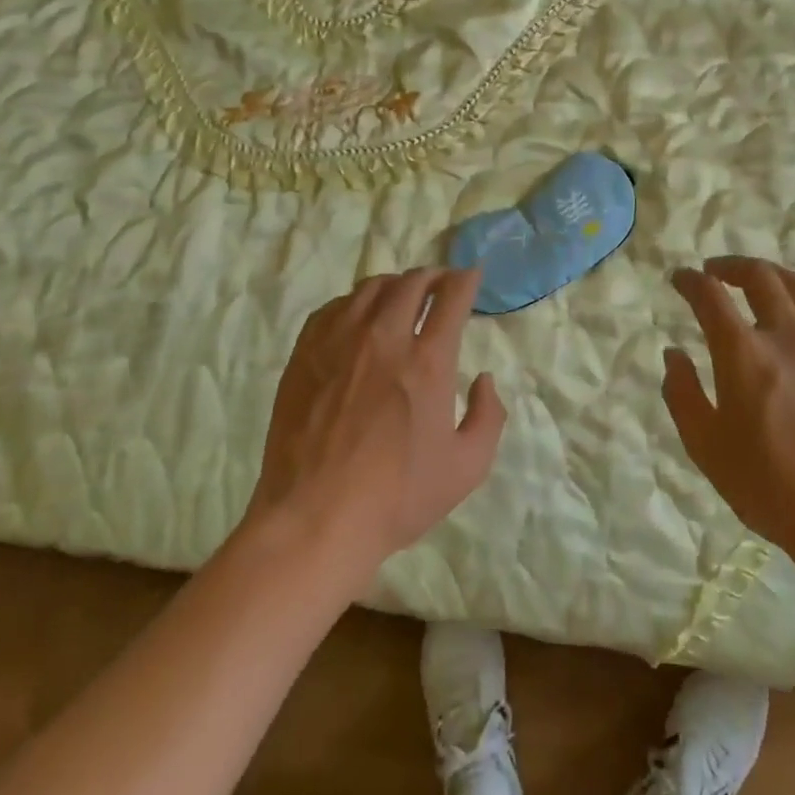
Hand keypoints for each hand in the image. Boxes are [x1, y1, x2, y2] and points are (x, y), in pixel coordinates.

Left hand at [247, 269, 505, 587]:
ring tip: (401, 295)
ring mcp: (340, 341)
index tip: (471, 275)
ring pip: (371, 288)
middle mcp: (385, 338)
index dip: (465, 279)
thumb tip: (485, 380)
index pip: (451, 297)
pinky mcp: (306, 352)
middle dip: (433, 276)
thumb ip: (488, 417)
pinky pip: (334, 306)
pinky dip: (355, 301)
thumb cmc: (396, 498)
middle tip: (440, 283)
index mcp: (427, 361)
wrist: (315, 519)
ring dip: (395, 284)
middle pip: (411, 283)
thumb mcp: (466, 468)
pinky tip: (358, 315)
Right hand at [663, 257, 794, 570]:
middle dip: (732, 266)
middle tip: (716, 272)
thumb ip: (681, 394)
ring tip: (758, 284)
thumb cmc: (771, 488)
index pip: (710, 295)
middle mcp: (789, 335)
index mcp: (744, 353)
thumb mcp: (706, 448)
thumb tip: (673, 354)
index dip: (690, 280)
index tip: (680, 278)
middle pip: (760, 276)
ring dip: (771, 277)